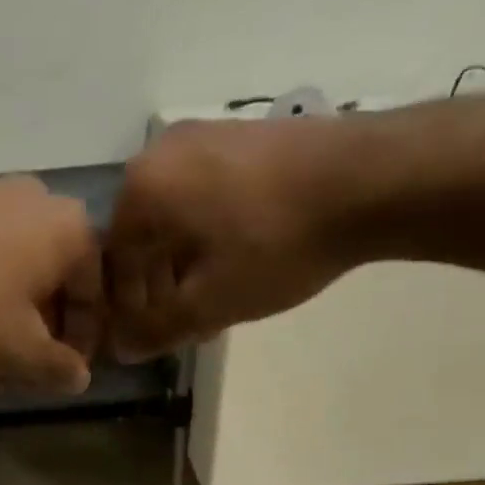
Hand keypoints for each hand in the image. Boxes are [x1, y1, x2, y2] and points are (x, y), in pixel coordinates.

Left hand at [0, 175, 101, 392]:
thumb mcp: (19, 352)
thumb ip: (59, 369)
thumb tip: (79, 377)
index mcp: (74, 231)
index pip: (95, 302)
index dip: (81, 350)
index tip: (56, 382)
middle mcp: (44, 204)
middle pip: (56, 290)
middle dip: (40, 343)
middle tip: (17, 381)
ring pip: (22, 280)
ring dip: (12, 329)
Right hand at [105, 120, 355, 360]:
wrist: (370, 179)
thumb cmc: (275, 245)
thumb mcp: (210, 303)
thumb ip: (157, 330)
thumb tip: (122, 348)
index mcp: (142, 188)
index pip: (114, 263)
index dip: (128, 310)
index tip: (150, 339)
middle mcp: (160, 152)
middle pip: (143, 238)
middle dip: (158, 289)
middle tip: (183, 327)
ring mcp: (203, 137)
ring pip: (175, 219)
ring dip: (184, 267)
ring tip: (212, 304)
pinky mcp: (240, 136)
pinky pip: (204, 196)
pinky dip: (208, 237)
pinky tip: (236, 265)